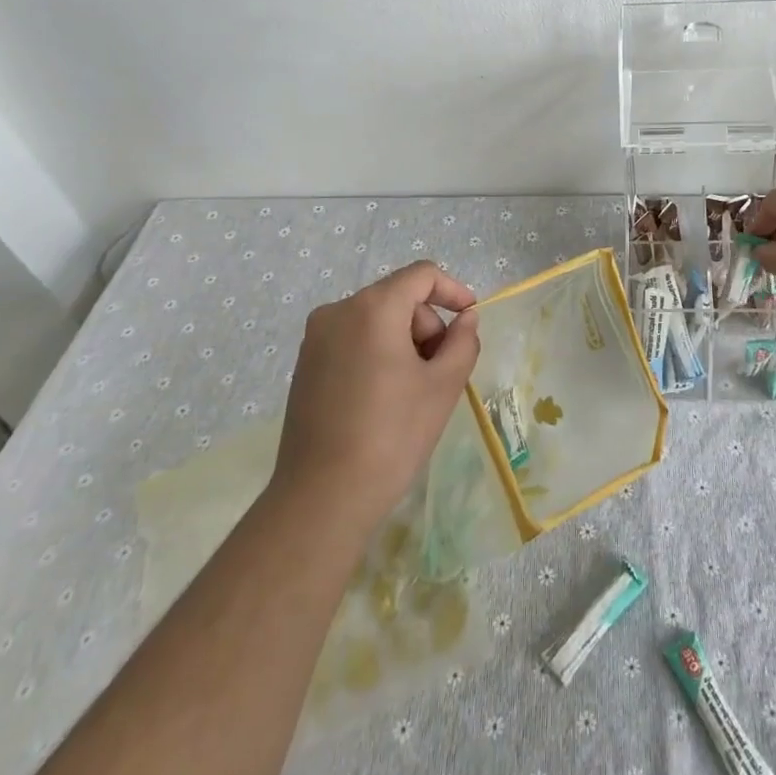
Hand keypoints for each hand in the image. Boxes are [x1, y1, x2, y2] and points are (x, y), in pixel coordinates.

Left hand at [267, 262, 480, 540]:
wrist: (322, 499)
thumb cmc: (392, 435)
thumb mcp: (443, 386)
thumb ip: (463, 341)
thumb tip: (465, 319)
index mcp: (372, 308)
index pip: (421, 275)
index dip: (453, 290)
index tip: (470, 318)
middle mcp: (338, 311)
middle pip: (398, 297)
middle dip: (427, 325)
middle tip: (440, 370)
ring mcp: (315, 339)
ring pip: (376, 320)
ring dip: (404, 342)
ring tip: (414, 390)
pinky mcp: (305, 366)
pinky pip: (353, 340)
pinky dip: (378, 354)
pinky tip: (385, 398)